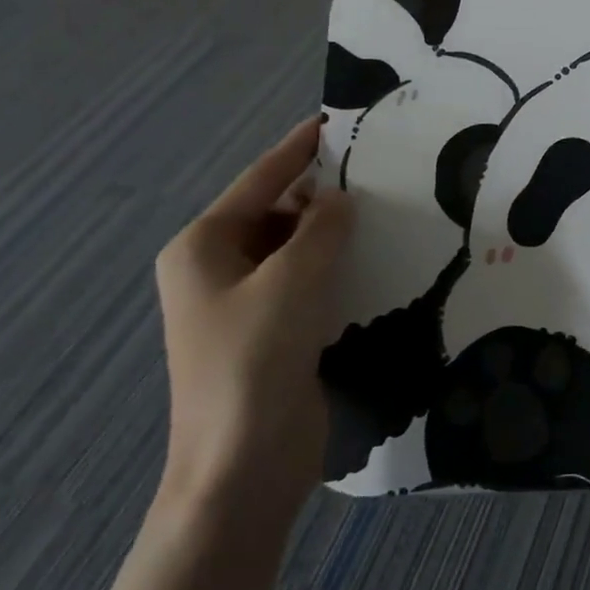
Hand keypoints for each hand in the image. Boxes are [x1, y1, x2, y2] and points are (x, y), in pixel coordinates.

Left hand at [154, 117, 351, 508]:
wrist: (242, 469)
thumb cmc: (254, 363)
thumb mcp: (292, 282)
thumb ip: (321, 230)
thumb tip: (340, 199)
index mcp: (204, 247)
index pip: (260, 181)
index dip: (298, 148)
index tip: (335, 120)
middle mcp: (218, 269)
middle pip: (277, 213)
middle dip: (322, 196)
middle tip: (379, 174)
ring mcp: (244, 305)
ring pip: (295, 250)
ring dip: (333, 235)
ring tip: (386, 212)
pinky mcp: (272, 333)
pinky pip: (307, 283)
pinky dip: (336, 269)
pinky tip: (375, 261)